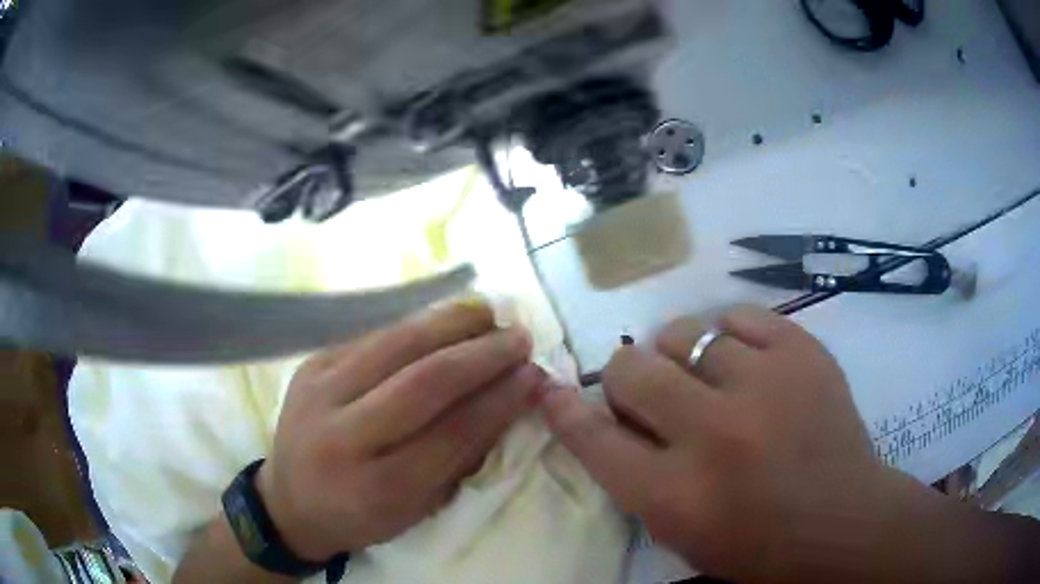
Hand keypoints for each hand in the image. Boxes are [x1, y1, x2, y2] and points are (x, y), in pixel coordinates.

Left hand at [257, 302, 547, 561]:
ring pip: (395, 344)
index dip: (499, 399)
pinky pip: (372, 336)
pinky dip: (416, 324)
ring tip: (489, 313)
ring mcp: (319, 392)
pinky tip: (445, 319)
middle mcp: (342, 436)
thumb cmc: (360, 515)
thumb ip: (460, 458)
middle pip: (423, 381)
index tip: (533, 375)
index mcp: (377, 488)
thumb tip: (506, 399)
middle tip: (519, 337)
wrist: (290, 500)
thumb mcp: (416, 509)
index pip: (452, 433)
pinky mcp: (310, 365)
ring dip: (451, 323)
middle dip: (481, 354)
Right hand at [541, 306, 914, 582]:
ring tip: (707, 377)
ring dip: (681, 356)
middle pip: (632, 371)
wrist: (843, 521)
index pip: (595, 439)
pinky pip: (739, 317)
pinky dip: (730, 335)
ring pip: (684, 333)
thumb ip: (634, 477)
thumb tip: (601, 414)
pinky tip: (744, 360)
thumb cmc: (758, 543)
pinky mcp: (802, 352)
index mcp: (676, 496)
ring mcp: (764, 385)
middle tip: (651, 391)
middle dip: (628, 377)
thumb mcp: (680, 533)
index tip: (550, 386)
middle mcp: (714, 435)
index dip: (565, 408)